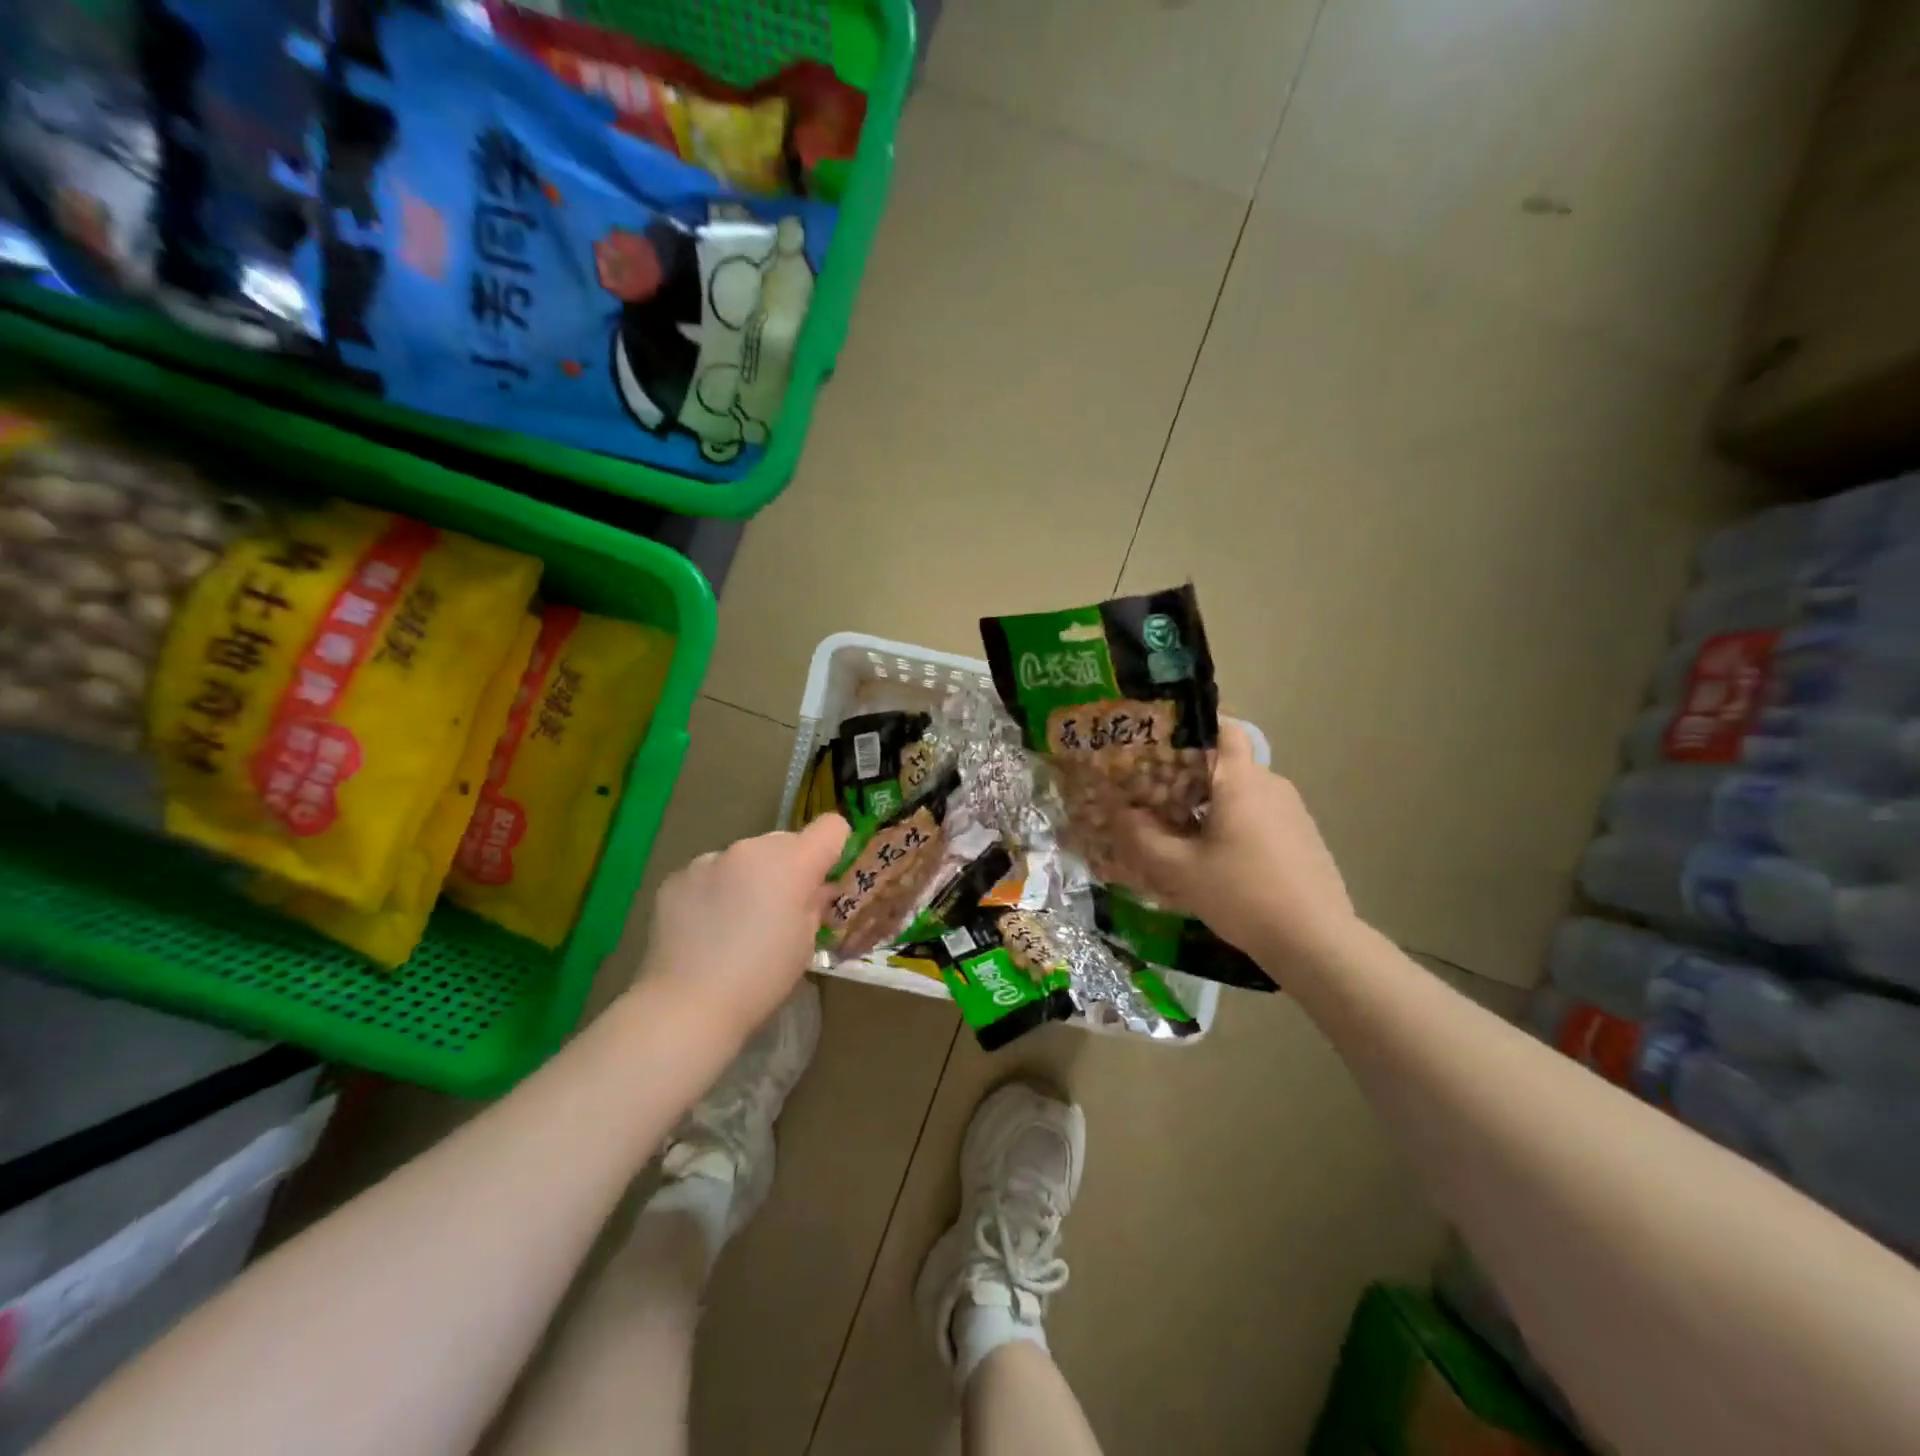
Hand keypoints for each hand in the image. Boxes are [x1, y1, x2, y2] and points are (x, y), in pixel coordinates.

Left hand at [639, 815, 850, 1041]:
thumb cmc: (761, 978)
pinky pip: (708, 874)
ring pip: (743, 858)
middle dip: (787, 867)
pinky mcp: (676, 877)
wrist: (687, 1005)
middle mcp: (750, 848)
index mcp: (791, 862)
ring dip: (748, 877)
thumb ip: (815, 903)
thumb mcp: (806, 943)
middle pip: (784, 842)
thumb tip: (817, 888)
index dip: (833, 848)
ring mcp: (708, 860)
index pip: (831, 827)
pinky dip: (713, 891)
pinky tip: (704, 928)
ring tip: (735, 922)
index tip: (824, 877)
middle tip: (778, 908)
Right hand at [1110, 721, 1360, 971]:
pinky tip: (1213, 856)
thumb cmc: (1243, 895)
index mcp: (1242, 780)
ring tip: (1176, 829)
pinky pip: (1257, 814)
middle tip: (1150, 794)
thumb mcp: (1180, 870)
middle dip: (1186, 774)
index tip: (1157, 742)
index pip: (1221, 727)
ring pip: (1240, 792)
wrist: (1316, 942)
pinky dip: (1231, 822)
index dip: (1189, 727)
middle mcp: (1270, 784)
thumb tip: (1117, 811)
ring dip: (1208, 803)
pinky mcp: (1301, 836)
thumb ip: (1142, 837)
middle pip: (1224, 763)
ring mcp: (1291, 810)